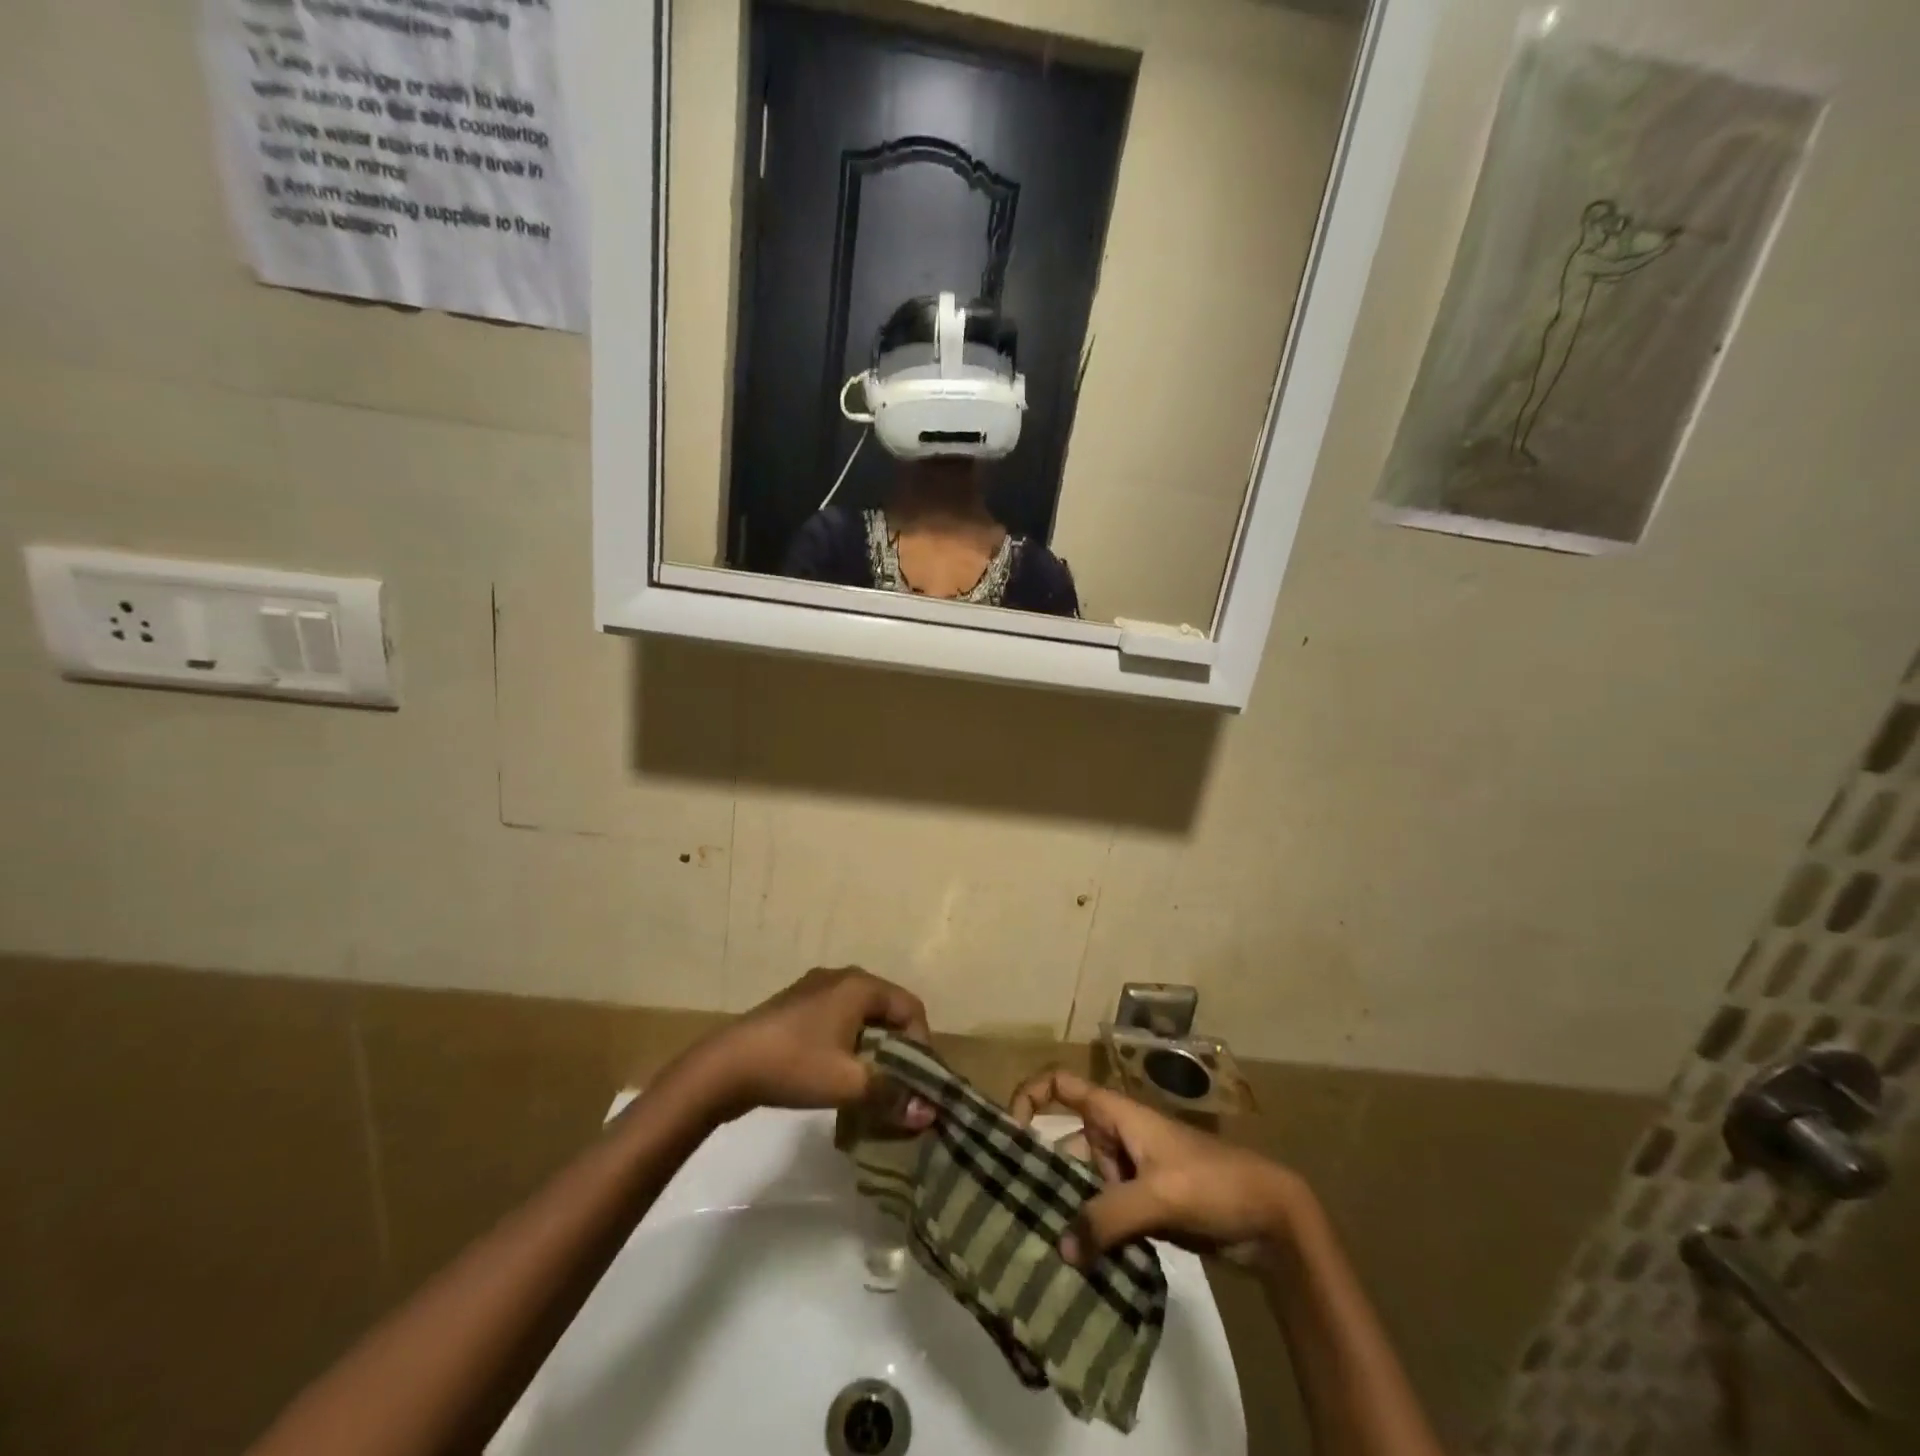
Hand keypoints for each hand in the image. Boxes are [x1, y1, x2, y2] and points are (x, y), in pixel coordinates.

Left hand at [690, 967, 935, 1126]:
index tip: (916, 1082)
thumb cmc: (794, 1065)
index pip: (911, 1007)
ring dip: (872, 1046)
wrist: (725, 1066)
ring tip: (869, 1083)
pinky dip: (848, 1042)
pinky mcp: (796, 1004)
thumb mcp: (848, 1084)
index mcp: (860, 985)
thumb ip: (892, 1095)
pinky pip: (837, 1018)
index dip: (921, 1044)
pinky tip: (837, 1072)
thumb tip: (929, 1113)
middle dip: (897, 1047)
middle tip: (897, 1084)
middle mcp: (842, 976)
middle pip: (887, 1009)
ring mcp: (815, 987)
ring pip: (861, 1015)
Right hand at [1009, 1068, 1307, 1267]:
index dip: (1030, 1096)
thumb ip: (1109, 1216)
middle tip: (1008, 1207)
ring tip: (1033, 1243)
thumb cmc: (1212, 1182)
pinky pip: (1102, 1215)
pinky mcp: (1142, 1208)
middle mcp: (1116, 1138)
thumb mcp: (1159, 1194)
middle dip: (1040, 1170)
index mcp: (1117, 1114)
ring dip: (1065, 1210)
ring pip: (1082, 1185)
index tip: (1008, 1131)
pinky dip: (1088, 1233)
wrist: (1270, 1218)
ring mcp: (1129, 1174)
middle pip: (1065, 1144)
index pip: (1062, 1086)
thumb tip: (1060, 1247)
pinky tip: (1071, 1263)